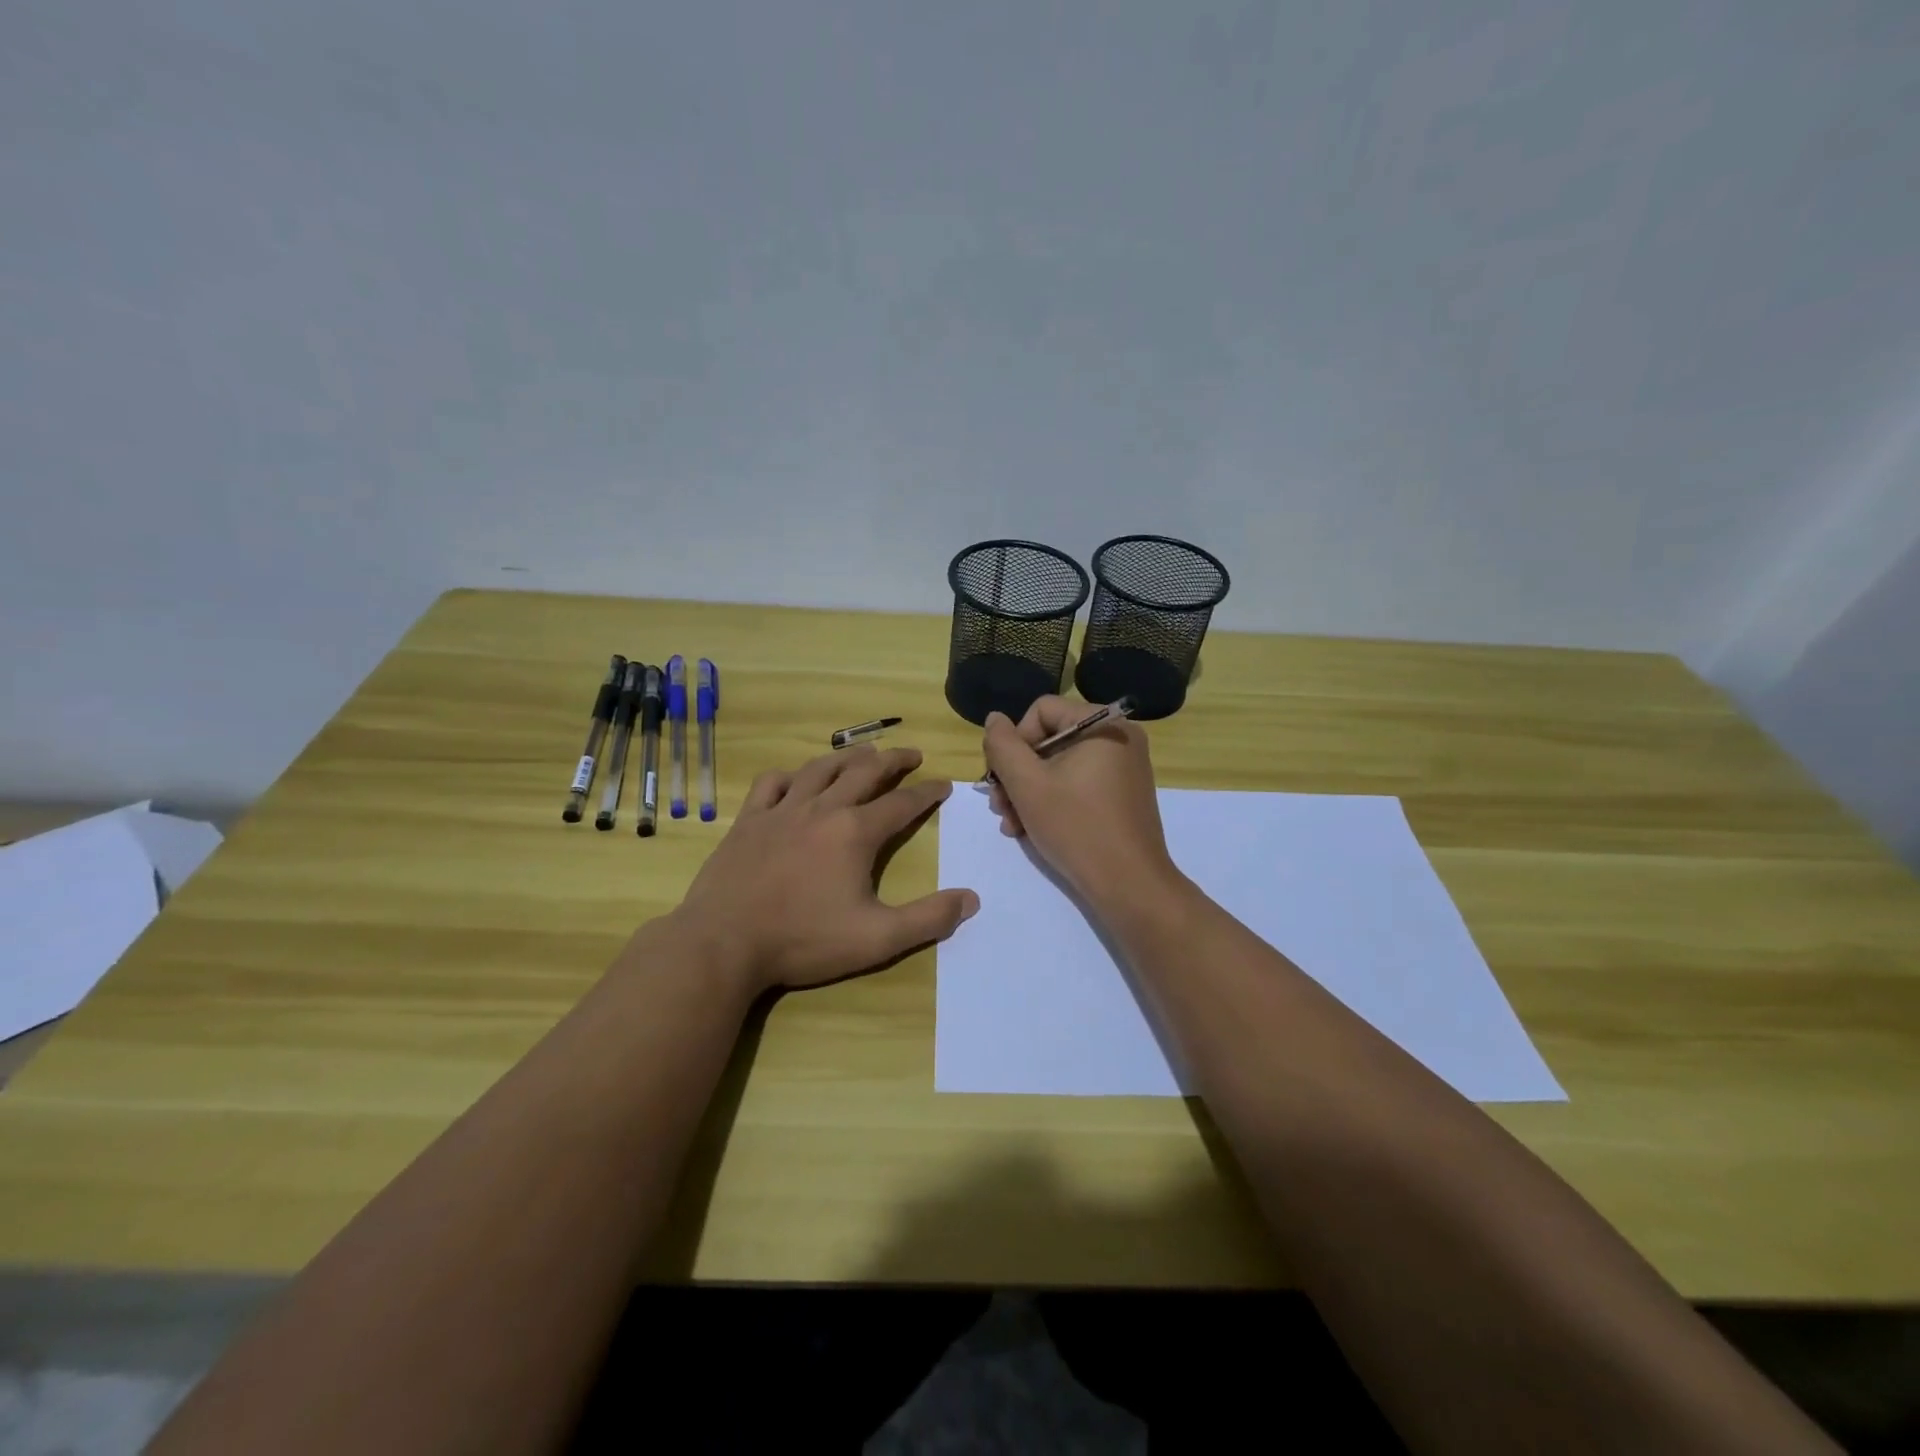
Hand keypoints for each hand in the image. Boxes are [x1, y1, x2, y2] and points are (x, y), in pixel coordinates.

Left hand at [672, 745, 977, 993]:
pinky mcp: (748, 820)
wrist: (723, 943)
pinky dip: (790, 775)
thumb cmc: (803, 941)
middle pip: (865, 772)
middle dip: (893, 760)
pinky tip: (795, 780)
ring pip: (820, 768)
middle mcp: (822, 809)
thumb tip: (971, 899)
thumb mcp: (877, 939)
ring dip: (847, 757)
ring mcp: (781, 811)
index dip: (927, 792)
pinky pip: (771, 783)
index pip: (902, 803)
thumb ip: (928, 919)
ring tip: (863, 754)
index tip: (944, 784)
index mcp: (855, 833)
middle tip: (911, 755)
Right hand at [983, 696, 1179, 910]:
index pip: (1041, 711)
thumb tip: (995, 719)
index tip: (1002, 778)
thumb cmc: (1076, 827)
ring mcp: (1124, 768)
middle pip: (1049, 739)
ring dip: (1028, 792)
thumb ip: (1003, 745)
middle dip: (1017, 774)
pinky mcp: (1123, 795)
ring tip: (1011, 824)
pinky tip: (1031, 829)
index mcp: (1104, 724)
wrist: (1129, 885)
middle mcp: (1119, 738)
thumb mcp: (1027, 784)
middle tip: (998, 806)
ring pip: (1060, 766)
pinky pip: (1078, 784)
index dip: (1014, 741)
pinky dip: (1053, 801)